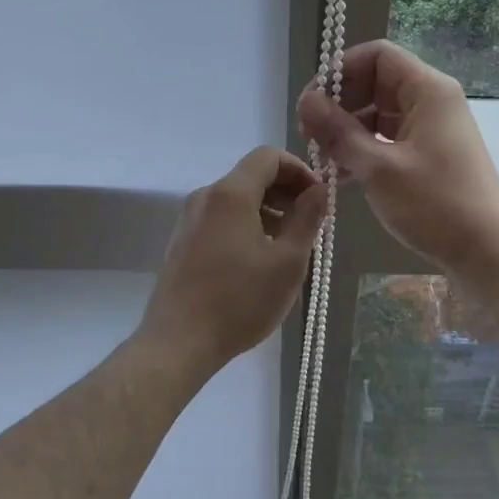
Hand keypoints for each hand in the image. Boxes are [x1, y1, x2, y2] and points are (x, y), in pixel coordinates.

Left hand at [138, 146, 327, 374]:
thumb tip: (319, 190)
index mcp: (230, 194)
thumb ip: (307, 218)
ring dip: (268, 213)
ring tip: (288, 248)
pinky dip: (246, 227)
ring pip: (236, 201)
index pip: (268, 157)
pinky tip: (258, 262)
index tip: (318, 198)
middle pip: (251, 177)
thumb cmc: (240, 300)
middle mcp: (205, 197)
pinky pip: (221, 220)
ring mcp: (189, 221)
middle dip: (286, 193)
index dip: (300, 170)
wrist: (179, 341)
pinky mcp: (182, 244)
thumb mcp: (288, 261)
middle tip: (310, 225)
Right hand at [298, 40, 498, 279]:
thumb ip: (338, 132)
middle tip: (309, 136)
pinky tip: (340, 176)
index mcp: (427, 90)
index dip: (339, 72)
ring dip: (347, 132)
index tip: (310, 103)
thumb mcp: (378, 168)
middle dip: (339, 105)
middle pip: (375, 84)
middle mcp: (431, 102)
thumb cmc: (435, 204)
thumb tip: (306, 101)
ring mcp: (431, 130)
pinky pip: (388, 140)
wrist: (487, 251)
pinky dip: (363, 151)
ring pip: (379, 115)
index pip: (376, 56)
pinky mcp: (429, 156)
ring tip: (321, 160)